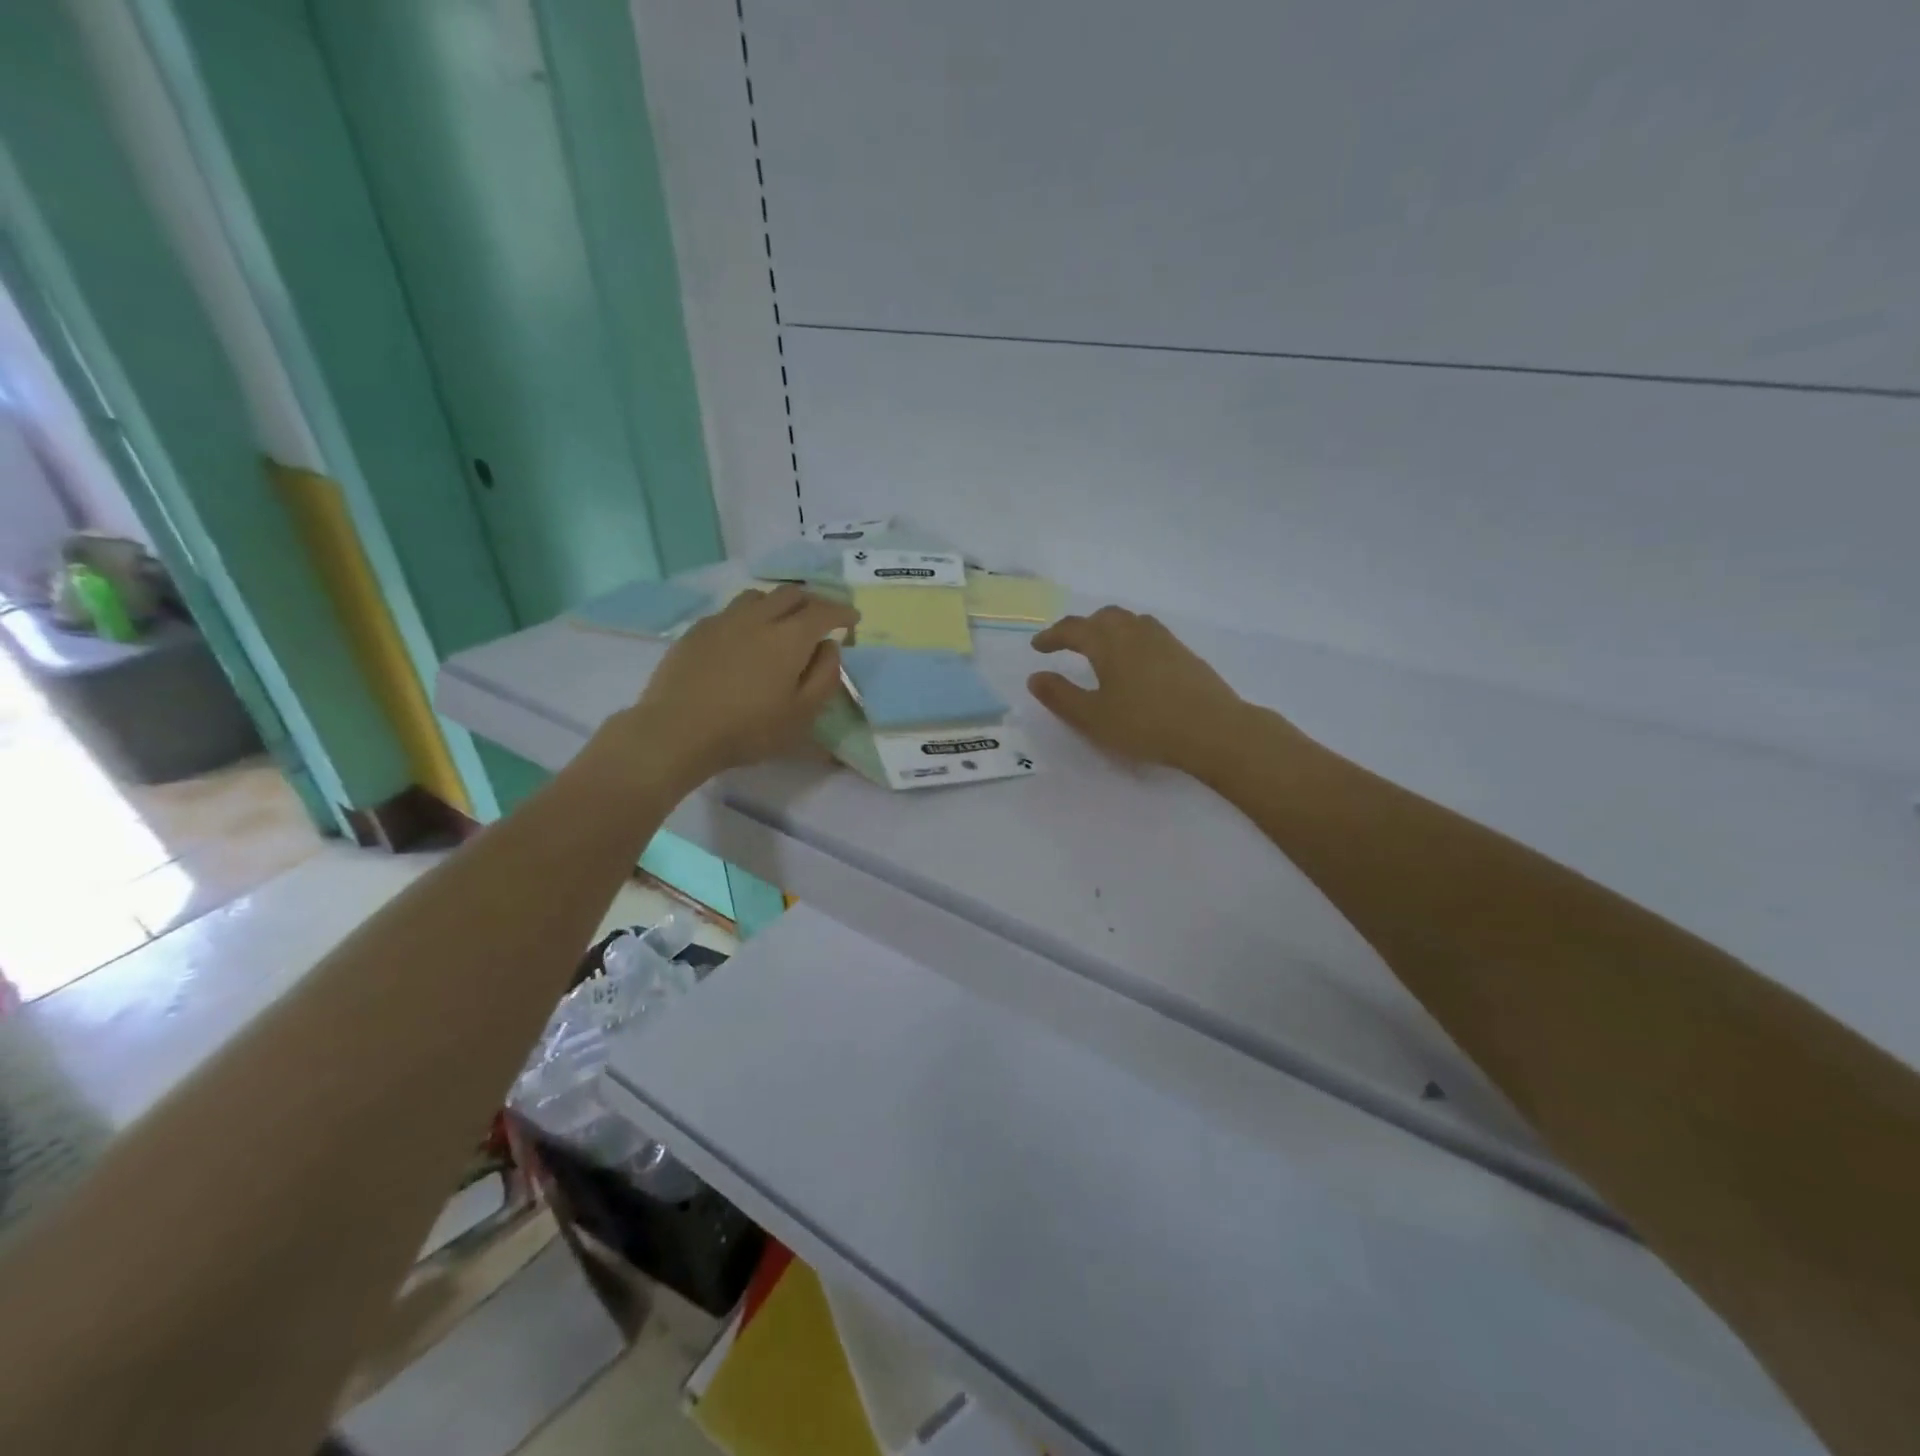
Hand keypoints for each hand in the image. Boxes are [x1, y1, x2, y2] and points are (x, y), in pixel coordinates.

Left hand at [618, 585, 857, 788]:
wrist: (678, 730)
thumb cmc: (749, 729)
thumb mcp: (802, 714)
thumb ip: (825, 676)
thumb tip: (829, 647)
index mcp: (790, 637)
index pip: (823, 611)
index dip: (842, 611)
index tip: (852, 619)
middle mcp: (758, 618)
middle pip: (791, 593)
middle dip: (812, 601)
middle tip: (820, 619)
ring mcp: (724, 620)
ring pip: (758, 596)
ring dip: (778, 603)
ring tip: (781, 622)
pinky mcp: (697, 631)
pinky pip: (730, 611)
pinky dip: (749, 616)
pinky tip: (744, 637)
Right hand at [1028, 607, 1253, 772]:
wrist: (1213, 729)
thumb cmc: (1145, 724)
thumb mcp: (1093, 717)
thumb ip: (1061, 696)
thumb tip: (1035, 677)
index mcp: (1108, 642)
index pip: (1073, 629)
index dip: (1052, 636)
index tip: (1038, 647)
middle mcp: (1135, 632)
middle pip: (1103, 617)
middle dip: (1081, 627)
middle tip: (1068, 644)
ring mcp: (1164, 640)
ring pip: (1129, 621)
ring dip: (1108, 628)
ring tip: (1101, 648)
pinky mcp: (1184, 653)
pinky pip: (1149, 633)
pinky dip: (1131, 638)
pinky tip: (1135, 661)